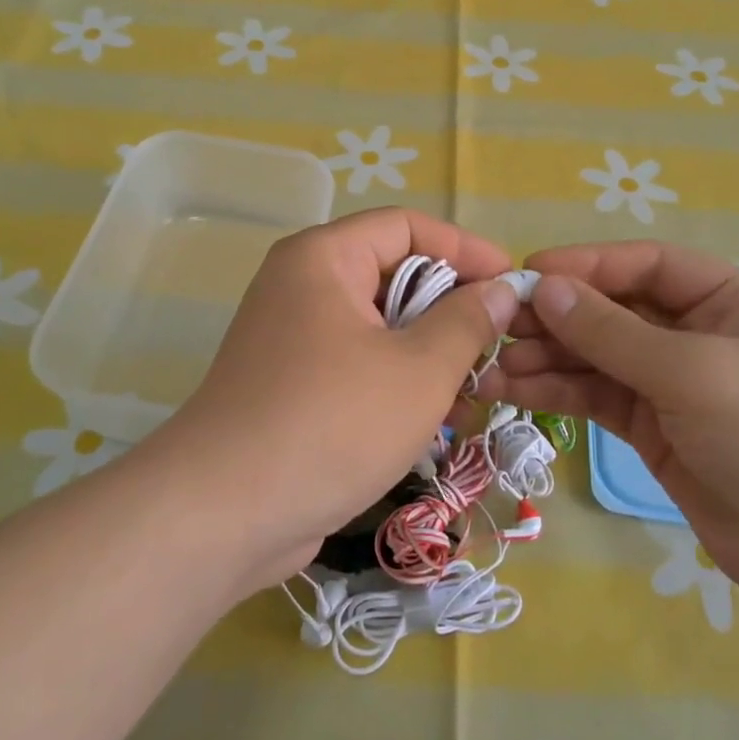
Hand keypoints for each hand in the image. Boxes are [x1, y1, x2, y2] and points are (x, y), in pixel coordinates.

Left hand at [161, 208, 517, 587]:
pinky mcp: (291, 384)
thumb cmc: (332, 423)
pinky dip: (397, 380)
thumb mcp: (419, 370)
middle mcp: (301, 285)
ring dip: (430, 352)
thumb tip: (501, 289)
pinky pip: (357, 363)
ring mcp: (292, 337)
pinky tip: (436, 420)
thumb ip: (468, 321)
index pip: (406, 226)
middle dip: (450, 309)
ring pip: (379, 326)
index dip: (465, 249)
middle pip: (392, 275)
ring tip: (476, 392)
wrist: (225, 513)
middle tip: (499, 345)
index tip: (513, 284)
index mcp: (323, 258)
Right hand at [491, 242, 738, 620]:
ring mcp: (672, 385)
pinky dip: (555, 393)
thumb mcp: (694, 372)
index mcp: (727, 299)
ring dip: (545, 359)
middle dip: (556, 318)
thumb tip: (543, 288)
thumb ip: (612, 332)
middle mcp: (696, 334)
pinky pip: (596, 398)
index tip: (526, 275)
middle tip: (496, 327)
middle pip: (612, 311)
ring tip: (491, 366)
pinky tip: (512, 390)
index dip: (585, 266)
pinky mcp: (652, 430)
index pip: (645, 265)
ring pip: (596, 357)